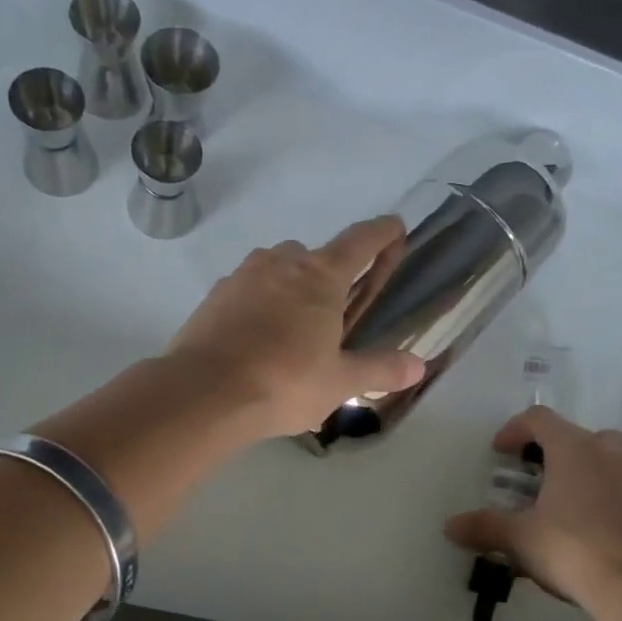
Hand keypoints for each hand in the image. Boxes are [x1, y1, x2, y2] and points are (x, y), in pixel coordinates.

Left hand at [165, 216, 425, 439]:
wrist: (203, 393)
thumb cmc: (283, 382)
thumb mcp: (340, 382)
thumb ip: (380, 370)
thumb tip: (418, 366)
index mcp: (321, 277)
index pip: (360, 241)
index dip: (382, 232)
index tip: (396, 227)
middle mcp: (282, 263)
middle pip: (315, 255)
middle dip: (329, 275)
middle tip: (334, 314)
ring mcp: (243, 275)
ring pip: (277, 268)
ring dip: (291, 287)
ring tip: (293, 331)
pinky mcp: (215, 295)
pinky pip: (248, 289)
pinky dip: (259, 304)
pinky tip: (258, 339)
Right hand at [444, 405, 621, 605]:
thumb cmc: (570, 546)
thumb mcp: (519, 537)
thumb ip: (484, 527)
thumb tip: (450, 526)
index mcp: (571, 446)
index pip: (539, 419)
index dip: (514, 429)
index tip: (499, 452)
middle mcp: (602, 450)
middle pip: (571, 433)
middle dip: (546, 448)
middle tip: (527, 473)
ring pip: (598, 454)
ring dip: (574, 466)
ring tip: (552, 494)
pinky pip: (611, 481)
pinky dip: (592, 489)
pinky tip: (576, 520)